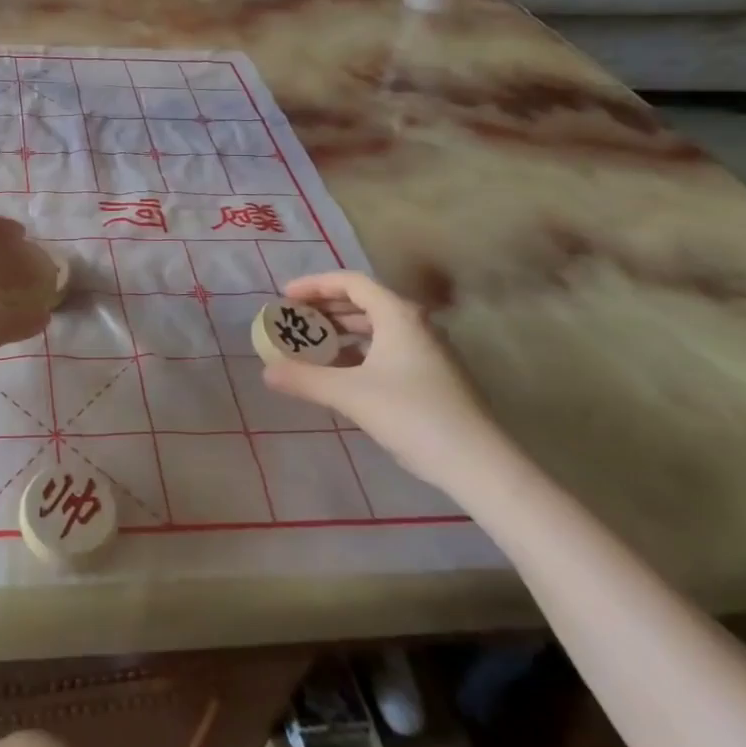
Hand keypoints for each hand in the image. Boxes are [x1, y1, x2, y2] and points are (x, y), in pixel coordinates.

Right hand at [262, 272, 504, 494]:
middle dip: (325, 309)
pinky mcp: (433, 376)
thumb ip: (305, 379)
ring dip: (341, 331)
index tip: (285, 297)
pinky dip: (359, 352)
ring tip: (312, 345)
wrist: (478, 464)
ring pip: (376, 327)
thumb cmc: (412, 415)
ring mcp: (428, 350)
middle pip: (363, 302)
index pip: (350, 282)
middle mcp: (415, 324)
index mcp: (398, 315)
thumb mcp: (350, 395)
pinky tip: (341, 372)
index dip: (314, 285)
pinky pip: (386, 348)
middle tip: (294, 320)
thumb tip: (267, 372)